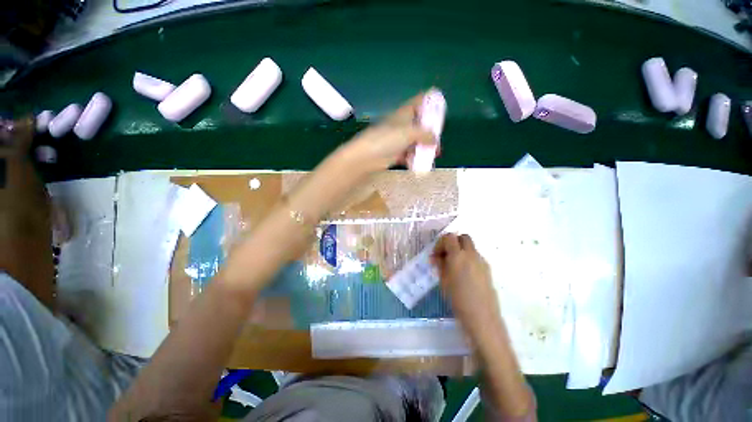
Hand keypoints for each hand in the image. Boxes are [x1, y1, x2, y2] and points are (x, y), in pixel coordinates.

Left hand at [343, 92, 437, 172]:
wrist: (367, 156)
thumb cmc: (387, 139)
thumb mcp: (409, 133)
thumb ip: (424, 134)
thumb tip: (435, 139)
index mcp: (404, 113)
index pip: (419, 102)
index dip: (430, 103)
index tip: (441, 108)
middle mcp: (402, 125)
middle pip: (419, 124)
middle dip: (430, 132)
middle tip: (438, 140)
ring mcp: (398, 140)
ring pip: (415, 141)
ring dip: (424, 147)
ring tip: (434, 154)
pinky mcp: (395, 153)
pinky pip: (409, 154)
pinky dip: (415, 158)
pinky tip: (421, 164)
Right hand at [432, 233, 501, 339]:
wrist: (482, 316)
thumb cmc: (458, 299)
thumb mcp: (443, 280)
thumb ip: (440, 264)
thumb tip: (436, 257)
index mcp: (458, 255)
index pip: (449, 237)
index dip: (441, 243)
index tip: (436, 255)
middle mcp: (471, 254)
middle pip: (463, 237)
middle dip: (453, 242)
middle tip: (446, 255)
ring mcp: (481, 261)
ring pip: (470, 247)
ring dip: (461, 250)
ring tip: (454, 266)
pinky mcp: (487, 269)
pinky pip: (476, 257)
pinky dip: (468, 258)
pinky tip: (464, 274)